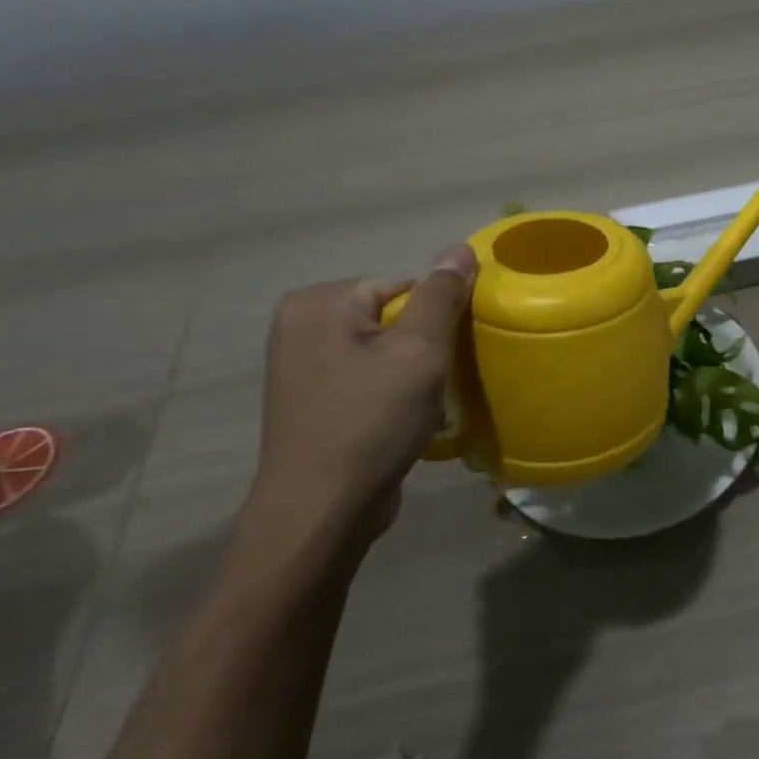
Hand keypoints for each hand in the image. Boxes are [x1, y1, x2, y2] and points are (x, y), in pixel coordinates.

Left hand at [240, 246, 475, 580]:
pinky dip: (390, 393)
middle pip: (392, 317)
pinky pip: (365, 378)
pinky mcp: (310, 400)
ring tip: (420, 406)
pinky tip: (401, 421)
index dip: (436, 319)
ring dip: (411, 373)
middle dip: (423, 348)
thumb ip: (442, 296)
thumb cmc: (372, 421)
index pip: (403, 286)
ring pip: (382, 350)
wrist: (322, 511)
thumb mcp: (419, 352)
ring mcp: (300, 365)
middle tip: (437, 383)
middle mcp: (299, 325)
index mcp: (318, 303)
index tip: (449, 355)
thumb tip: (459, 247)